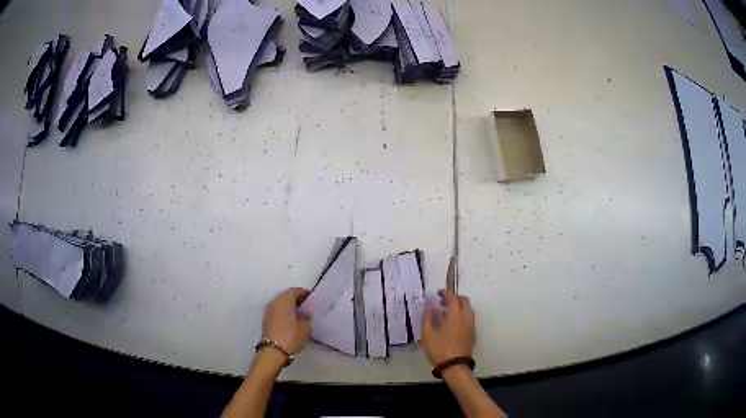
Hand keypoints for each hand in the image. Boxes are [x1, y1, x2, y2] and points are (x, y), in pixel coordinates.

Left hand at [262, 287, 310, 354]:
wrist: (273, 351)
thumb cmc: (291, 336)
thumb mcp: (305, 327)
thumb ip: (306, 316)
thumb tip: (305, 312)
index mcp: (284, 299)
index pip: (295, 290)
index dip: (304, 293)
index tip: (312, 299)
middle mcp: (274, 302)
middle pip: (286, 295)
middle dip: (296, 299)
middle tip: (307, 306)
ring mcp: (269, 311)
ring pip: (281, 303)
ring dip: (290, 306)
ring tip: (300, 314)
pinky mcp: (266, 320)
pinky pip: (277, 311)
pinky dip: (284, 312)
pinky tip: (291, 320)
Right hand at [422, 289, 475, 365]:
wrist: (455, 365)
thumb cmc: (439, 348)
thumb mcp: (427, 334)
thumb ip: (428, 318)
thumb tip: (430, 308)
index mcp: (455, 315)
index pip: (453, 298)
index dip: (446, 293)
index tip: (439, 293)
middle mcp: (466, 316)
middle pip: (464, 300)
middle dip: (454, 298)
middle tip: (443, 301)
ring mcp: (471, 324)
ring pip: (468, 308)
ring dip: (460, 306)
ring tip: (448, 311)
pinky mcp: (473, 332)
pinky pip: (470, 317)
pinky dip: (463, 314)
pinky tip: (454, 322)